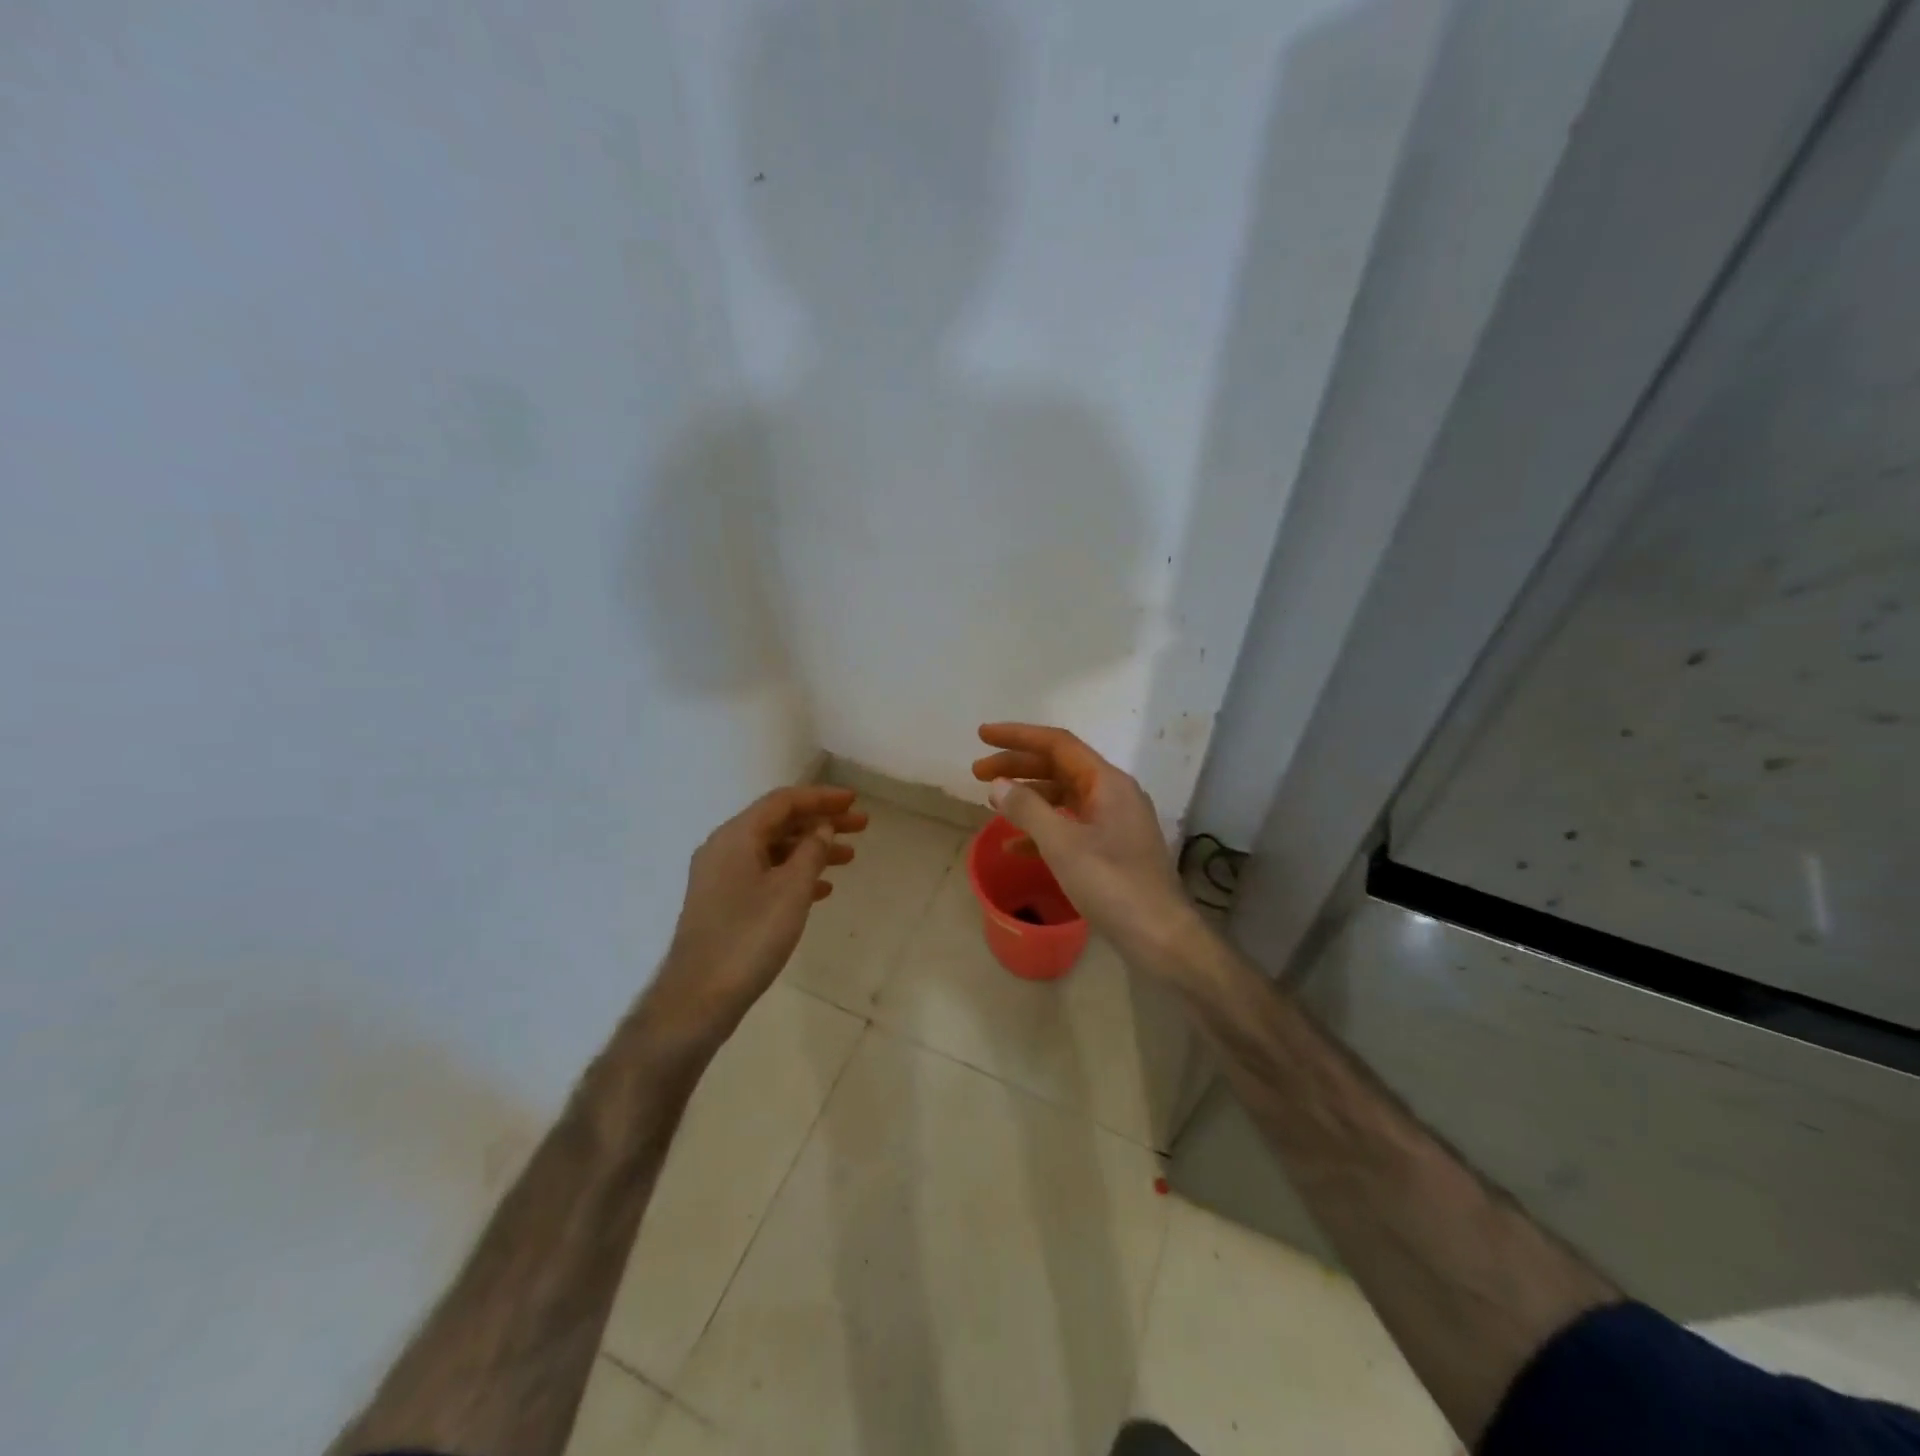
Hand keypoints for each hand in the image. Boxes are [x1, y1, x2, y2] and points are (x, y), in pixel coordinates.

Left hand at [644, 785, 866, 1052]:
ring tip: (849, 858)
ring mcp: (720, 876)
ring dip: (811, 850)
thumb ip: (811, 851)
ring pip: (774, 850)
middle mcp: (724, 848)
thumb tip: (822, 827)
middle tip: (861, 827)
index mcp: (736, 836)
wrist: (699, 997)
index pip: (784, 802)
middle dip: (821, 823)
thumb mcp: (791, 890)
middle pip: (779, 823)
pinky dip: (794, 874)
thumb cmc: (749, 936)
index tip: (854, 801)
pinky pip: (764, 874)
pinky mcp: (722, 902)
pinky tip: (821, 889)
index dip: (822, 798)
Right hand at [971, 723, 1201, 969]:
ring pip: (1063, 796)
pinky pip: (1071, 825)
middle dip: (1018, 766)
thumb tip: (999, 784)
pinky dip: (1043, 828)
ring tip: (991, 804)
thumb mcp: (1062, 844)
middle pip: (1059, 767)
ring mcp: (1115, 822)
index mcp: (1107, 782)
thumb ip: (1027, 809)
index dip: (1018, 736)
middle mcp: (1113, 794)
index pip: (1058, 744)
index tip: (982, 736)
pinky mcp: (1112, 848)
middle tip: (977, 773)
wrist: (1160, 936)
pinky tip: (1015, 846)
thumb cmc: (1112, 884)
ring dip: (1028, 796)